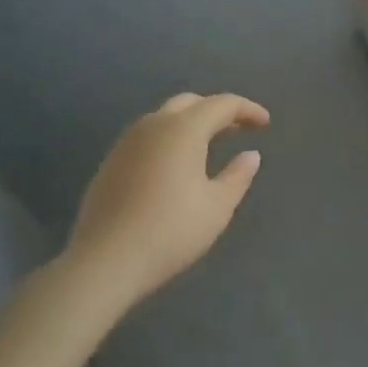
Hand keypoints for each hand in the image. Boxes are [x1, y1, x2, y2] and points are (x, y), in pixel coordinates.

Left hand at [64, 92, 267, 314]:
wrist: (103, 264)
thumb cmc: (170, 231)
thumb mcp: (217, 207)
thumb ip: (238, 176)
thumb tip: (250, 155)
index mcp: (184, 129)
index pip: (223, 104)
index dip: (248, 109)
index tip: (265, 124)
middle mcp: (154, 125)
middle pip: (191, 102)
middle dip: (217, 110)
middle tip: (237, 129)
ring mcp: (127, 143)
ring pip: (165, 117)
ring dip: (191, 123)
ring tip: (209, 145)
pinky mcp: (110, 163)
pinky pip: (147, 136)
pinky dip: (169, 139)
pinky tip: (176, 165)